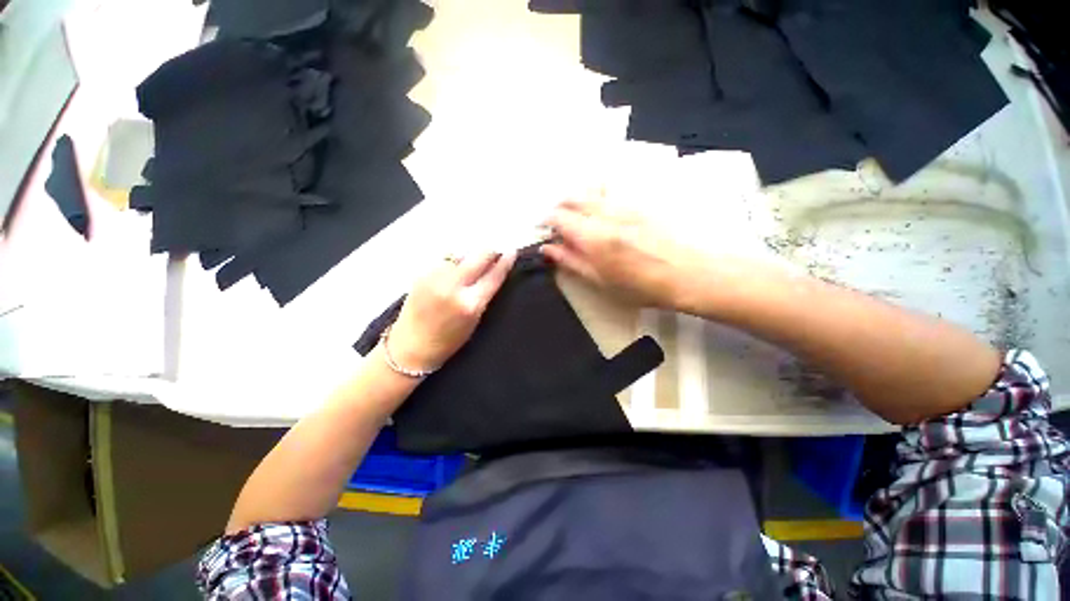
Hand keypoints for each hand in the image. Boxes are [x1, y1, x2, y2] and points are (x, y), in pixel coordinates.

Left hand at [386, 252, 515, 371]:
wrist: (411, 346)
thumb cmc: (448, 340)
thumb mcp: (474, 319)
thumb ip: (483, 294)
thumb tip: (492, 271)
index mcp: (470, 304)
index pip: (494, 276)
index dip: (505, 262)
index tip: (512, 252)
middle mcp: (453, 287)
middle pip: (478, 257)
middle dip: (489, 252)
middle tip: (495, 250)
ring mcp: (435, 277)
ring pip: (460, 254)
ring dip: (469, 256)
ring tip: (471, 262)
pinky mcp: (422, 274)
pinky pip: (444, 260)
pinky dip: (453, 261)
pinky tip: (453, 268)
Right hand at [542, 200, 704, 310]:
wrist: (688, 272)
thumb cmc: (641, 286)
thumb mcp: (600, 281)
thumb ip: (571, 261)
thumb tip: (548, 249)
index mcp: (592, 236)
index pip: (558, 217)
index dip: (545, 220)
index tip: (541, 228)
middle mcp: (605, 212)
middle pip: (572, 197)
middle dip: (558, 206)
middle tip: (555, 220)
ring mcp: (624, 203)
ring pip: (590, 188)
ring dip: (576, 197)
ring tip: (575, 212)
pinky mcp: (639, 200)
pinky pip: (610, 188)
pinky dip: (596, 193)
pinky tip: (600, 205)